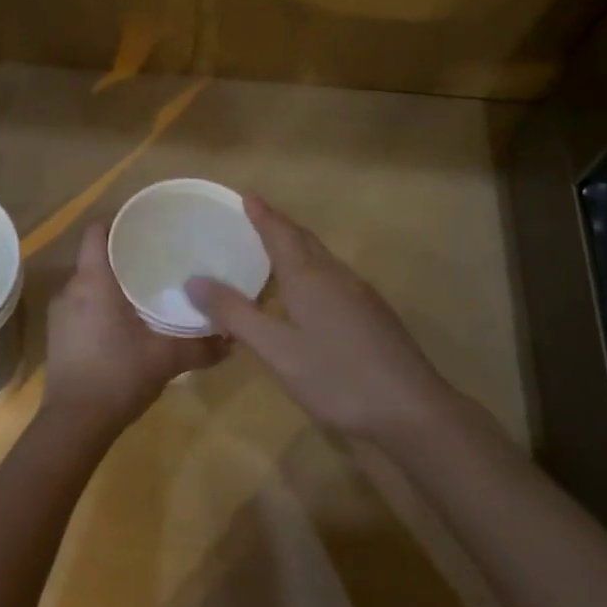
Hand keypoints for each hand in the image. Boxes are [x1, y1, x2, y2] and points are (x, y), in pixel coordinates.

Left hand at [44, 222, 226, 438]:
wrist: (74, 424)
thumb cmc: (118, 376)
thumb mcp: (166, 359)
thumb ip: (201, 346)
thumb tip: (233, 337)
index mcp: (93, 282)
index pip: (96, 233)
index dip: (117, 222)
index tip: (143, 224)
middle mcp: (71, 290)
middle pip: (94, 258)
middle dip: (122, 256)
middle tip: (156, 258)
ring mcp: (60, 314)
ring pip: (87, 284)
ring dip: (111, 284)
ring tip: (144, 289)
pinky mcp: (58, 336)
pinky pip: (80, 306)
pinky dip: (100, 305)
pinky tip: (123, 322)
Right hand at [185, 196, 465, 443]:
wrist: (412, 410)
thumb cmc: (337, 377)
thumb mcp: (276, 350)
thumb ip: (235, 314)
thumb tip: (194, 280)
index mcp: (310, 278)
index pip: (281, 234)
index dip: (263, 215)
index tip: (247, 196)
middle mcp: (337, 276)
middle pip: (305, 241)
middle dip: (280, 226)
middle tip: (256, 215)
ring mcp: (361, 295)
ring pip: (323, 259)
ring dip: (299, 246)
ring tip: (277, 249)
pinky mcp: (374, 315)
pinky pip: (335, 277)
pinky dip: (314, 270)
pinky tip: (311, 292)